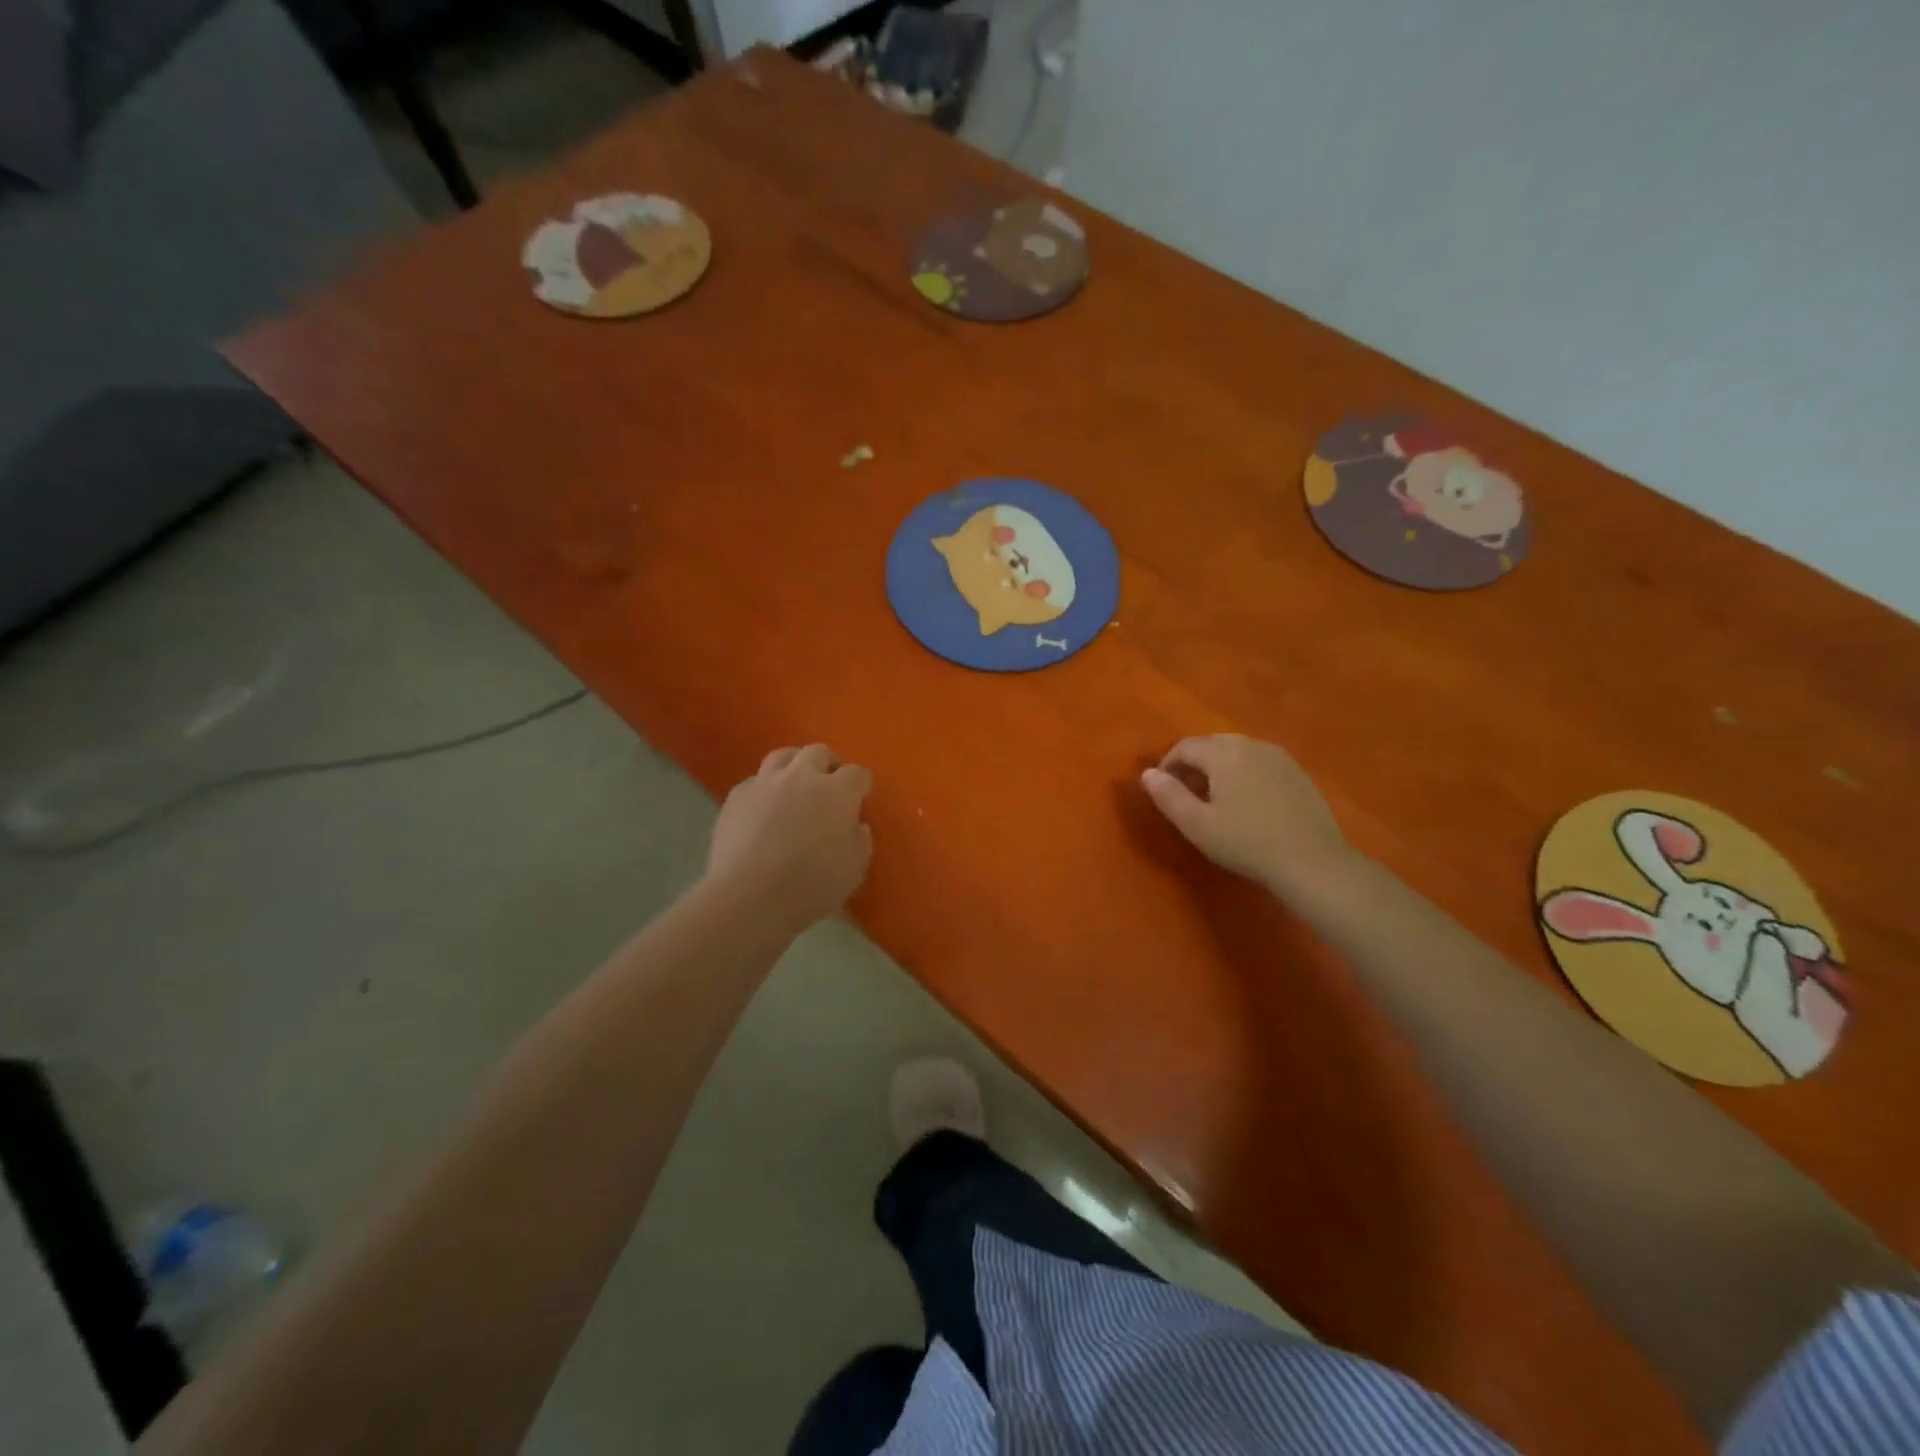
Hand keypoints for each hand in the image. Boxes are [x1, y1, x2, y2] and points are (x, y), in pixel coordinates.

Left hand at [708, 744, 873, 930]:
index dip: (861, 784)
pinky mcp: (736, 797)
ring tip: (795, 785)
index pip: (857, 774)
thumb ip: (860, 842)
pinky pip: (755, 782)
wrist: (749, 896)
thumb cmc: (811, 885)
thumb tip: (855, 826)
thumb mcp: (854, 870)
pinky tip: (763, 810)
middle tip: (830, 785)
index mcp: (837, 792)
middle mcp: (802, 777)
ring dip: (794, 765)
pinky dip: (765, 790)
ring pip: (783, 756)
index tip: (860, 798)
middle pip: (819, 752)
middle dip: (828, 764)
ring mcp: (765, 783)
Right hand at [1141, 734, 1353, 898]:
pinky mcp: (1297, 773)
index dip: (1167, 765)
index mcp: (1224, 753)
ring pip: (1237, 752)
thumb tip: (1147, 773)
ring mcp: (1279, 757)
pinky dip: (1244, 774)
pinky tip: (1247, 803)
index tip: (1163, 791)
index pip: (1184, 746)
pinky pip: (1259, 763)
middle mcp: (1251, 744)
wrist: (1313, 861)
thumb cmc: (1247, 843)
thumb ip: (1168, 796)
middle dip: (1193, 764)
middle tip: (1186, 795)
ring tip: (1215, 800)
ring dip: (1219, 768)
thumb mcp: (1197, 825)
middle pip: (1212, 744)